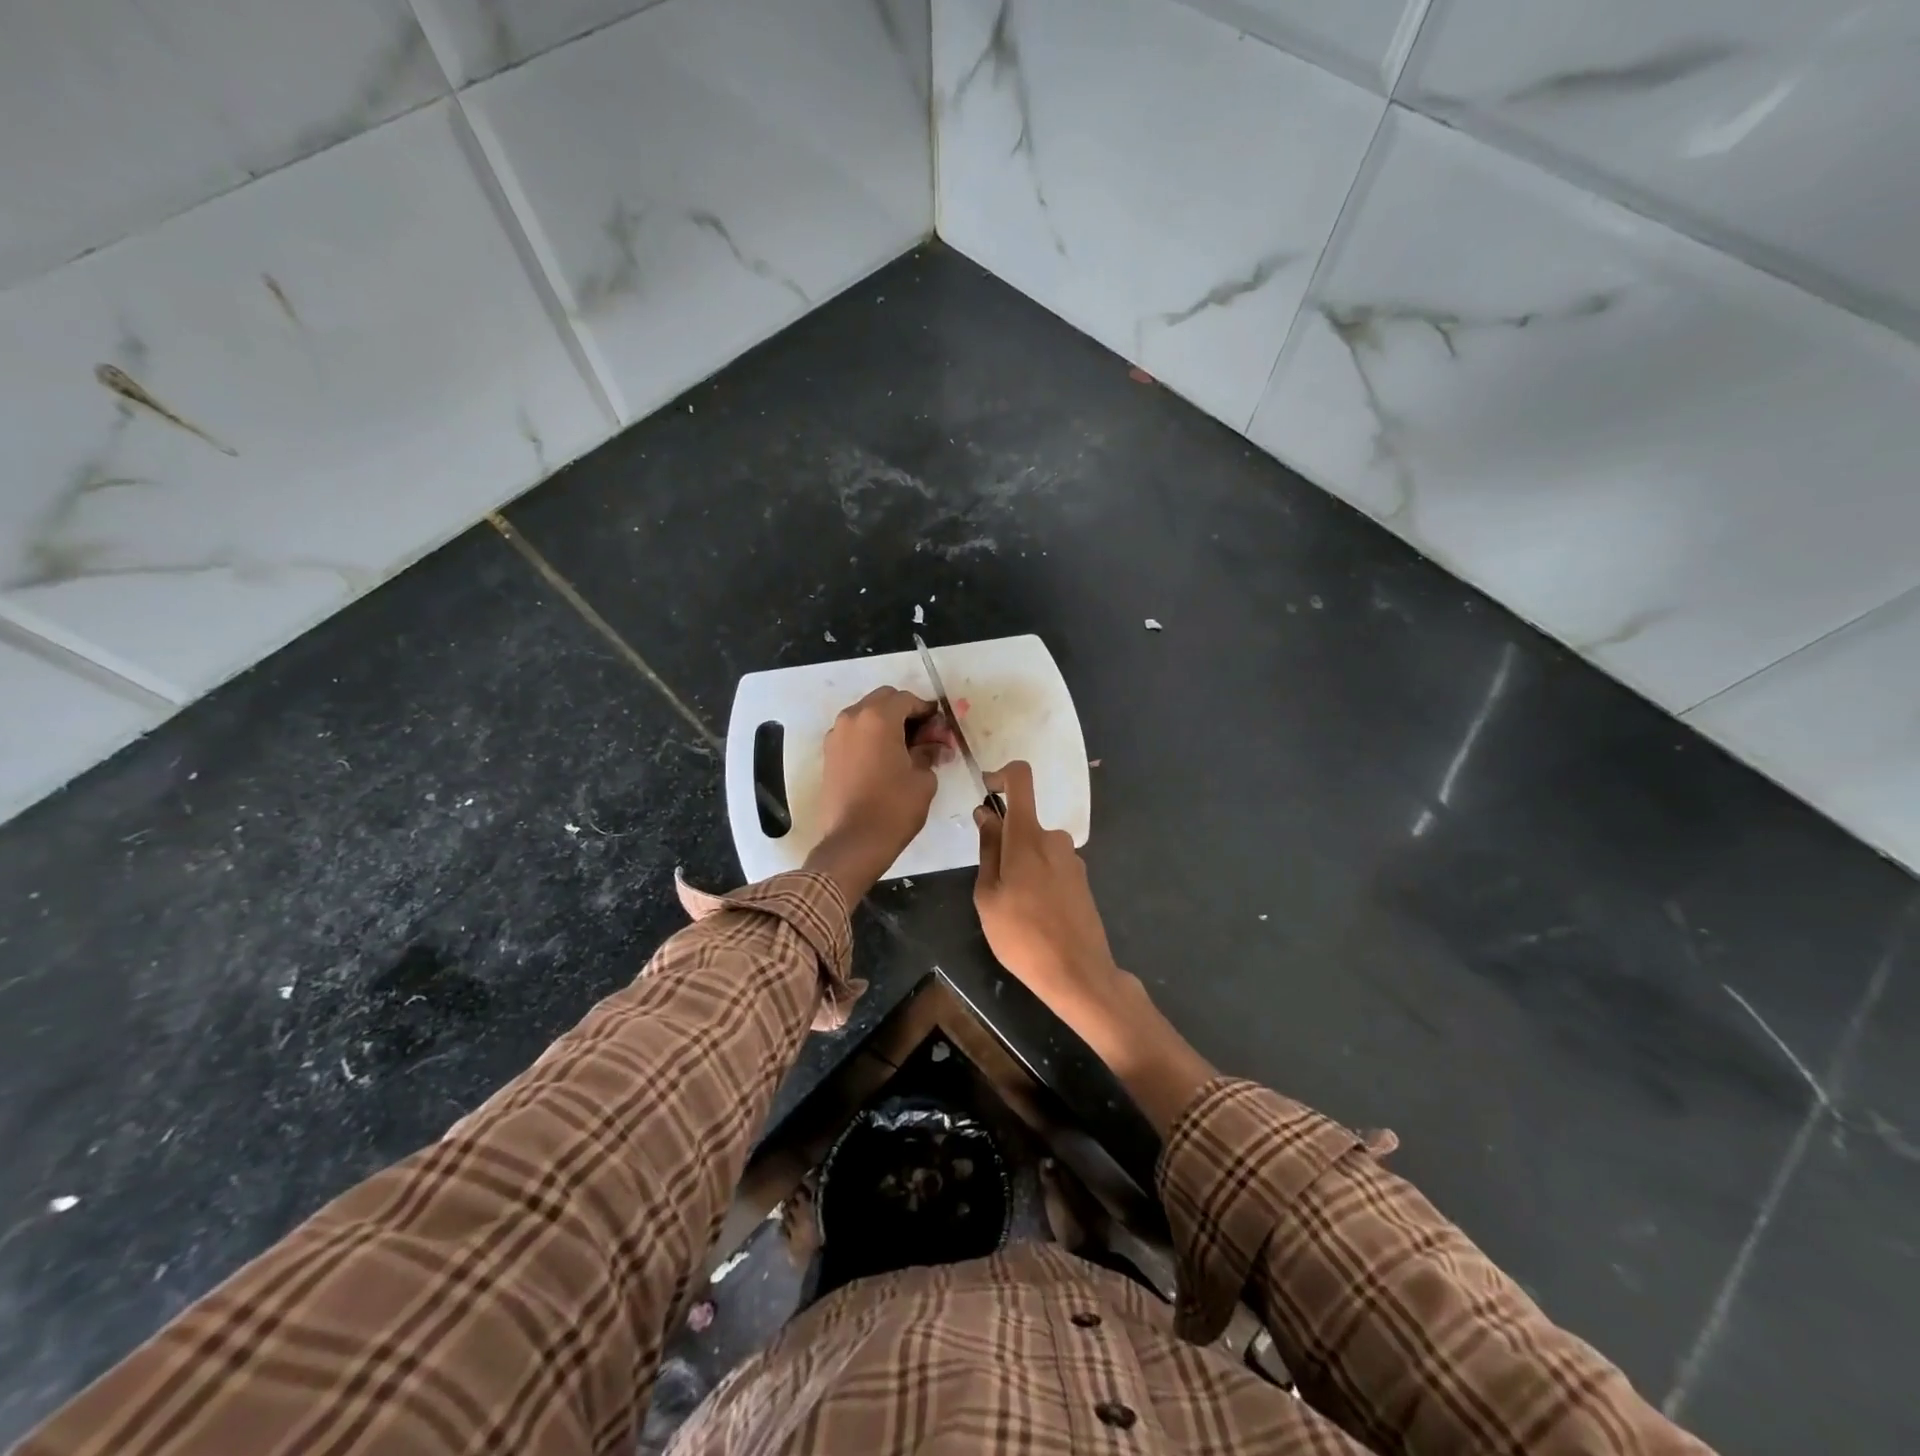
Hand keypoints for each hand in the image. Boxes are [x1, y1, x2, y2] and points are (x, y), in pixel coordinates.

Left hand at [804, 687, 954, 902]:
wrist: (854, 842)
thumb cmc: (894, 807)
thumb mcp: (923, 778)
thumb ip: (929, 752)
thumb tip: (935, 744)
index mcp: (878, 717)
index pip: (907, 699)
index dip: (927, 710)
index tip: (940, 727)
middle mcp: (852, 718)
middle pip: (883, 701)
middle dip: (905, 713)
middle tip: (924, 736)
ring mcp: (836, 736)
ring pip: (866, 715)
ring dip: (886, 724)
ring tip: (905, 748)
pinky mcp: (828, 755)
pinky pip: (854, 734)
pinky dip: (870, 737)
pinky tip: (885, 759)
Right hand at [974, 761, 1216, 1133]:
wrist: (1078, 974)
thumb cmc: (1022, 937)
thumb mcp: (988, 896)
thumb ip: (988, 850)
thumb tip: (986, 815)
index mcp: (1028, 836)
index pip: (1021, 779)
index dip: (1001, 775)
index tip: (986, 791)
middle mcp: (1055, 838)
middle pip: (1023, 823)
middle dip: (1003, 844)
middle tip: (991, 887)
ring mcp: (1072, 859)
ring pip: (1036, 848)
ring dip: (1020, 866)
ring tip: (1012, 909)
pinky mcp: (1082, 879)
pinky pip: (1051, 866)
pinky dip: (1037, 879)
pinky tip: (1034, 916)